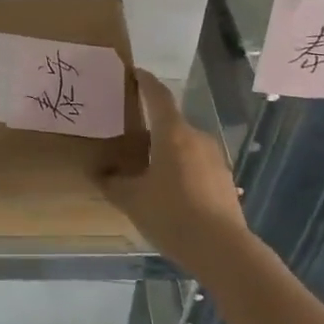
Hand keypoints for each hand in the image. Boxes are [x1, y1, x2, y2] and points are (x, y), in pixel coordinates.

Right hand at [99, 70, 251, 275]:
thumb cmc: (172, 215)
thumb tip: (98, 172)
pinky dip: (183, 169)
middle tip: (132, 137)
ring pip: (186, 145)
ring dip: (168, 150)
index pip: (158, 95)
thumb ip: (112, 183)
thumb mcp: (132, 200)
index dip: (146, 82)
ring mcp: (215, 158)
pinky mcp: (225, 181)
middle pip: (171, 122)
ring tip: (151, 169)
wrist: (223, 251)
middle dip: (152, 126)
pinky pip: (198, 165)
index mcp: (172, 132)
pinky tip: (173, 193)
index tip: (136, 73)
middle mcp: (196, 137)